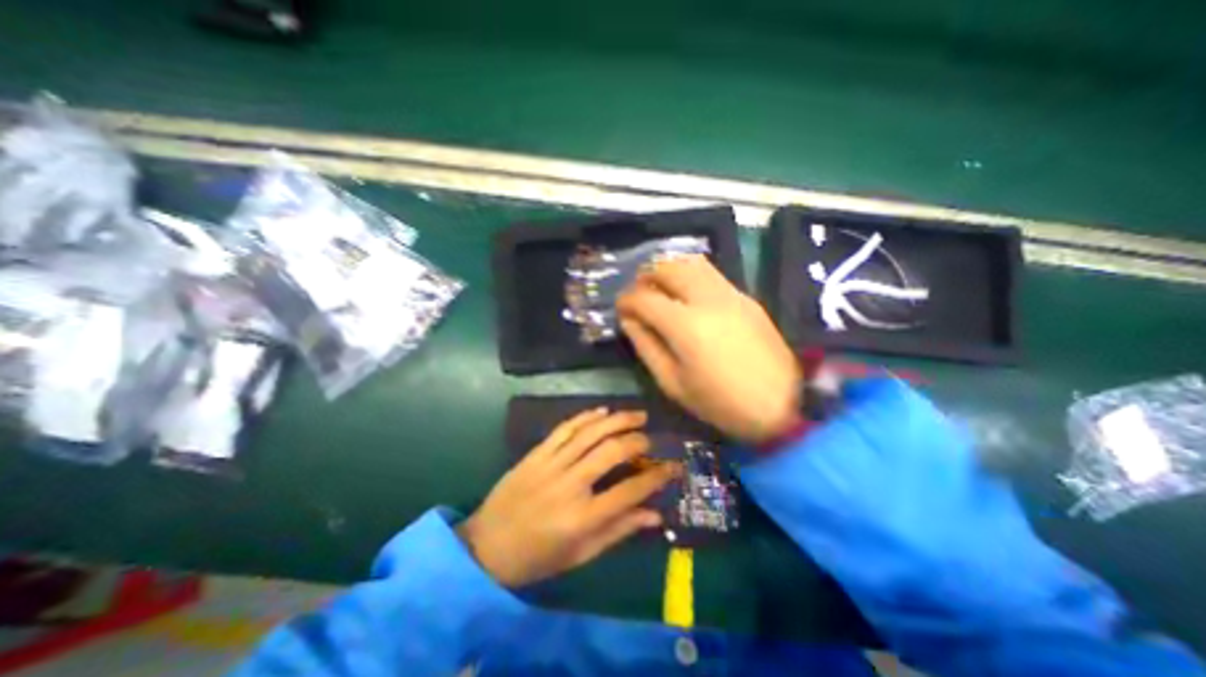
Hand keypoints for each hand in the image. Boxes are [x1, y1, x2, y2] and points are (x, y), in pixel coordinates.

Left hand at [457, 408, 675, 587]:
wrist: (486, 546)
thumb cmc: (538, 558)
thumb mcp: (581, 555)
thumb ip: (619, 531)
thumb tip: (655, 514)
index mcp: (582, 518)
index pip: (629, 490)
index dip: (657, 477)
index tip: (673, 466)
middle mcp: (569, 485)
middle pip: (611, 452)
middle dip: (638, 440)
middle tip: (651, 438)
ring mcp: (550, 465)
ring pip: (590, 433)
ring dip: (617, 420)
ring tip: (637, 414)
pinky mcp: (536, 453)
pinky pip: (565, 428)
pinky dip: (586, 416)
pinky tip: (603, 411)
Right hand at [622, 254, 799, 444]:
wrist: (784, 405)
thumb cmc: (721, 403)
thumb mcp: (673, 383)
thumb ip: (646, 346)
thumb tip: (630, 319)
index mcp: (685, 325)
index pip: (644, 297)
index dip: (625, 301)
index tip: (620, 310)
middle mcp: (707, 299)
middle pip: (667, 267)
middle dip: (645, 277)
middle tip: (639, 296)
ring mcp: (730, 294)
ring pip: (691, 262)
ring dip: (669, 270)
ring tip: (661, 291)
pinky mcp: (745, 297)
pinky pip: (710, 274)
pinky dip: (690, 276)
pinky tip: (687, 297)